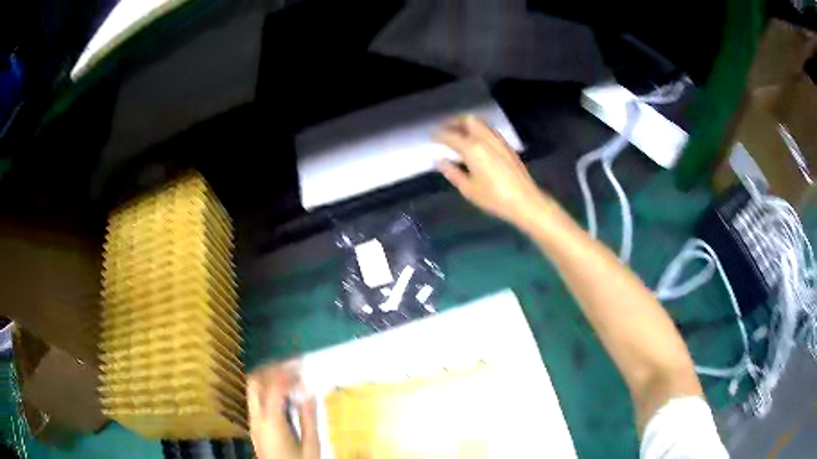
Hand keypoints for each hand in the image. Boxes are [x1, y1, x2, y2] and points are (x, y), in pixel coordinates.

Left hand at [247, 364, 318, 458]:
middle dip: (271, 369)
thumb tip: (309, 392)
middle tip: (290, 365)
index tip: (302, 366)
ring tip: (287, 377)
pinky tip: (282, 396)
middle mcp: (256, 417)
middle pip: (254, 382)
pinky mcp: (254, 427)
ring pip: (252, 390)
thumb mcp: (311, 445)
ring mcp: (252, 422)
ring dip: (267, 378)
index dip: (286, 372)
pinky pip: (256, 401)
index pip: (273, 387)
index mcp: (271, 421)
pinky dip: (266, 391)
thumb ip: (309, 417)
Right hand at [434, 115, 553, 226]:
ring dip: (467, 124)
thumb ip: (452, 172)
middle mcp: (485, 138)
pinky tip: (475, 142)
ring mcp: (498, 140)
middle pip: (468, 120)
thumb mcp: (468, 189)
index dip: (439, 134)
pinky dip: (478, 130)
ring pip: (480, 123)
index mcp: (472, 148)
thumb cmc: (494, 198)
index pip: (450, 135)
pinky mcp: (507, 146)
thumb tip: (439, 160)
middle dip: (454, 122)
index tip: (431, 136)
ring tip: (458, 133)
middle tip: (445, 128)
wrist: (525, 201)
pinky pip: (489, 131)